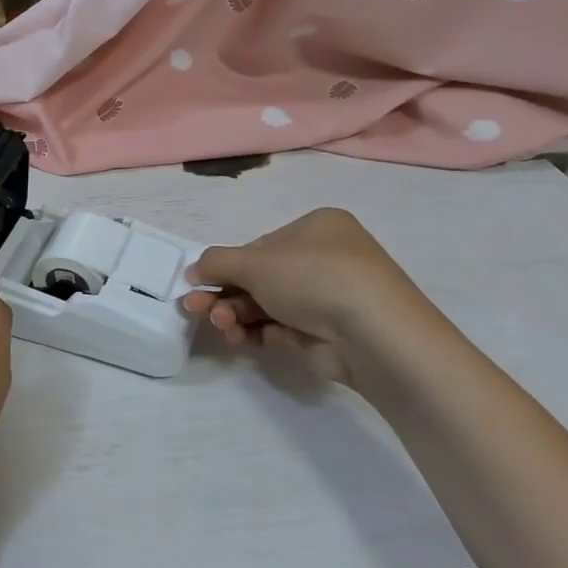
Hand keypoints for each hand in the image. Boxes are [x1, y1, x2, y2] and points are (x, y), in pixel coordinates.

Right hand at [181, 207, 427, 379]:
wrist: (374, 335)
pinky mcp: (329, 333)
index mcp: (316, 228)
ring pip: (268, 304)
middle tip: (194, 309)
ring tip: (221, 326)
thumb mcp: (255, 262)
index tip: (198, 283)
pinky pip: (283, 328)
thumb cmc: (313, 278)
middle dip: (225, 294)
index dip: (225, 266)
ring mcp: (329, 298)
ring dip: (236, 314)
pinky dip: (258, 333)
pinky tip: (240, 339)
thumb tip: (193, 271)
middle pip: (259, 277)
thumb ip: (216, 262)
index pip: (259, 246)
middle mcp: (325, 258)